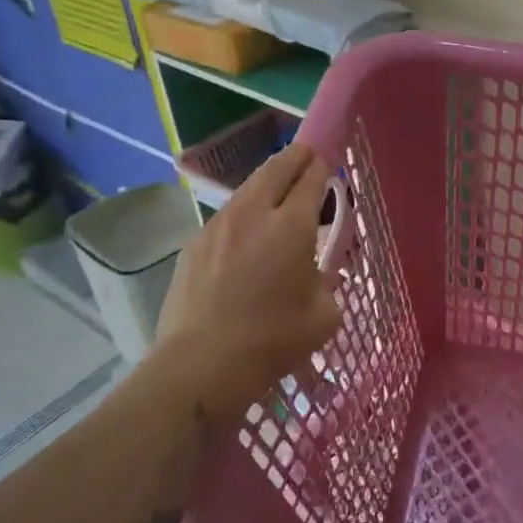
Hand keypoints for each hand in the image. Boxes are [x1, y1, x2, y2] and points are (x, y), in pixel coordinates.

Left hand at [154, 143, 343, 425]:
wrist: (200, 365)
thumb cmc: (271, 341)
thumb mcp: (324, 316)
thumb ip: (327, 284)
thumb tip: (316, 274)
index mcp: (292, 226)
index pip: (311, 178)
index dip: (322, 165)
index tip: (328, 161)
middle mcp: (253, 214)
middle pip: (276, 168)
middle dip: (295, 157)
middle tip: (307, 156)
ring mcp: (218, 226)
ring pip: (247, 189)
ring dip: (266, 183)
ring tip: (277, 192)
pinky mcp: (194, 246)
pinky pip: (226, 217)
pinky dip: (243, 213)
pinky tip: (246, 234)